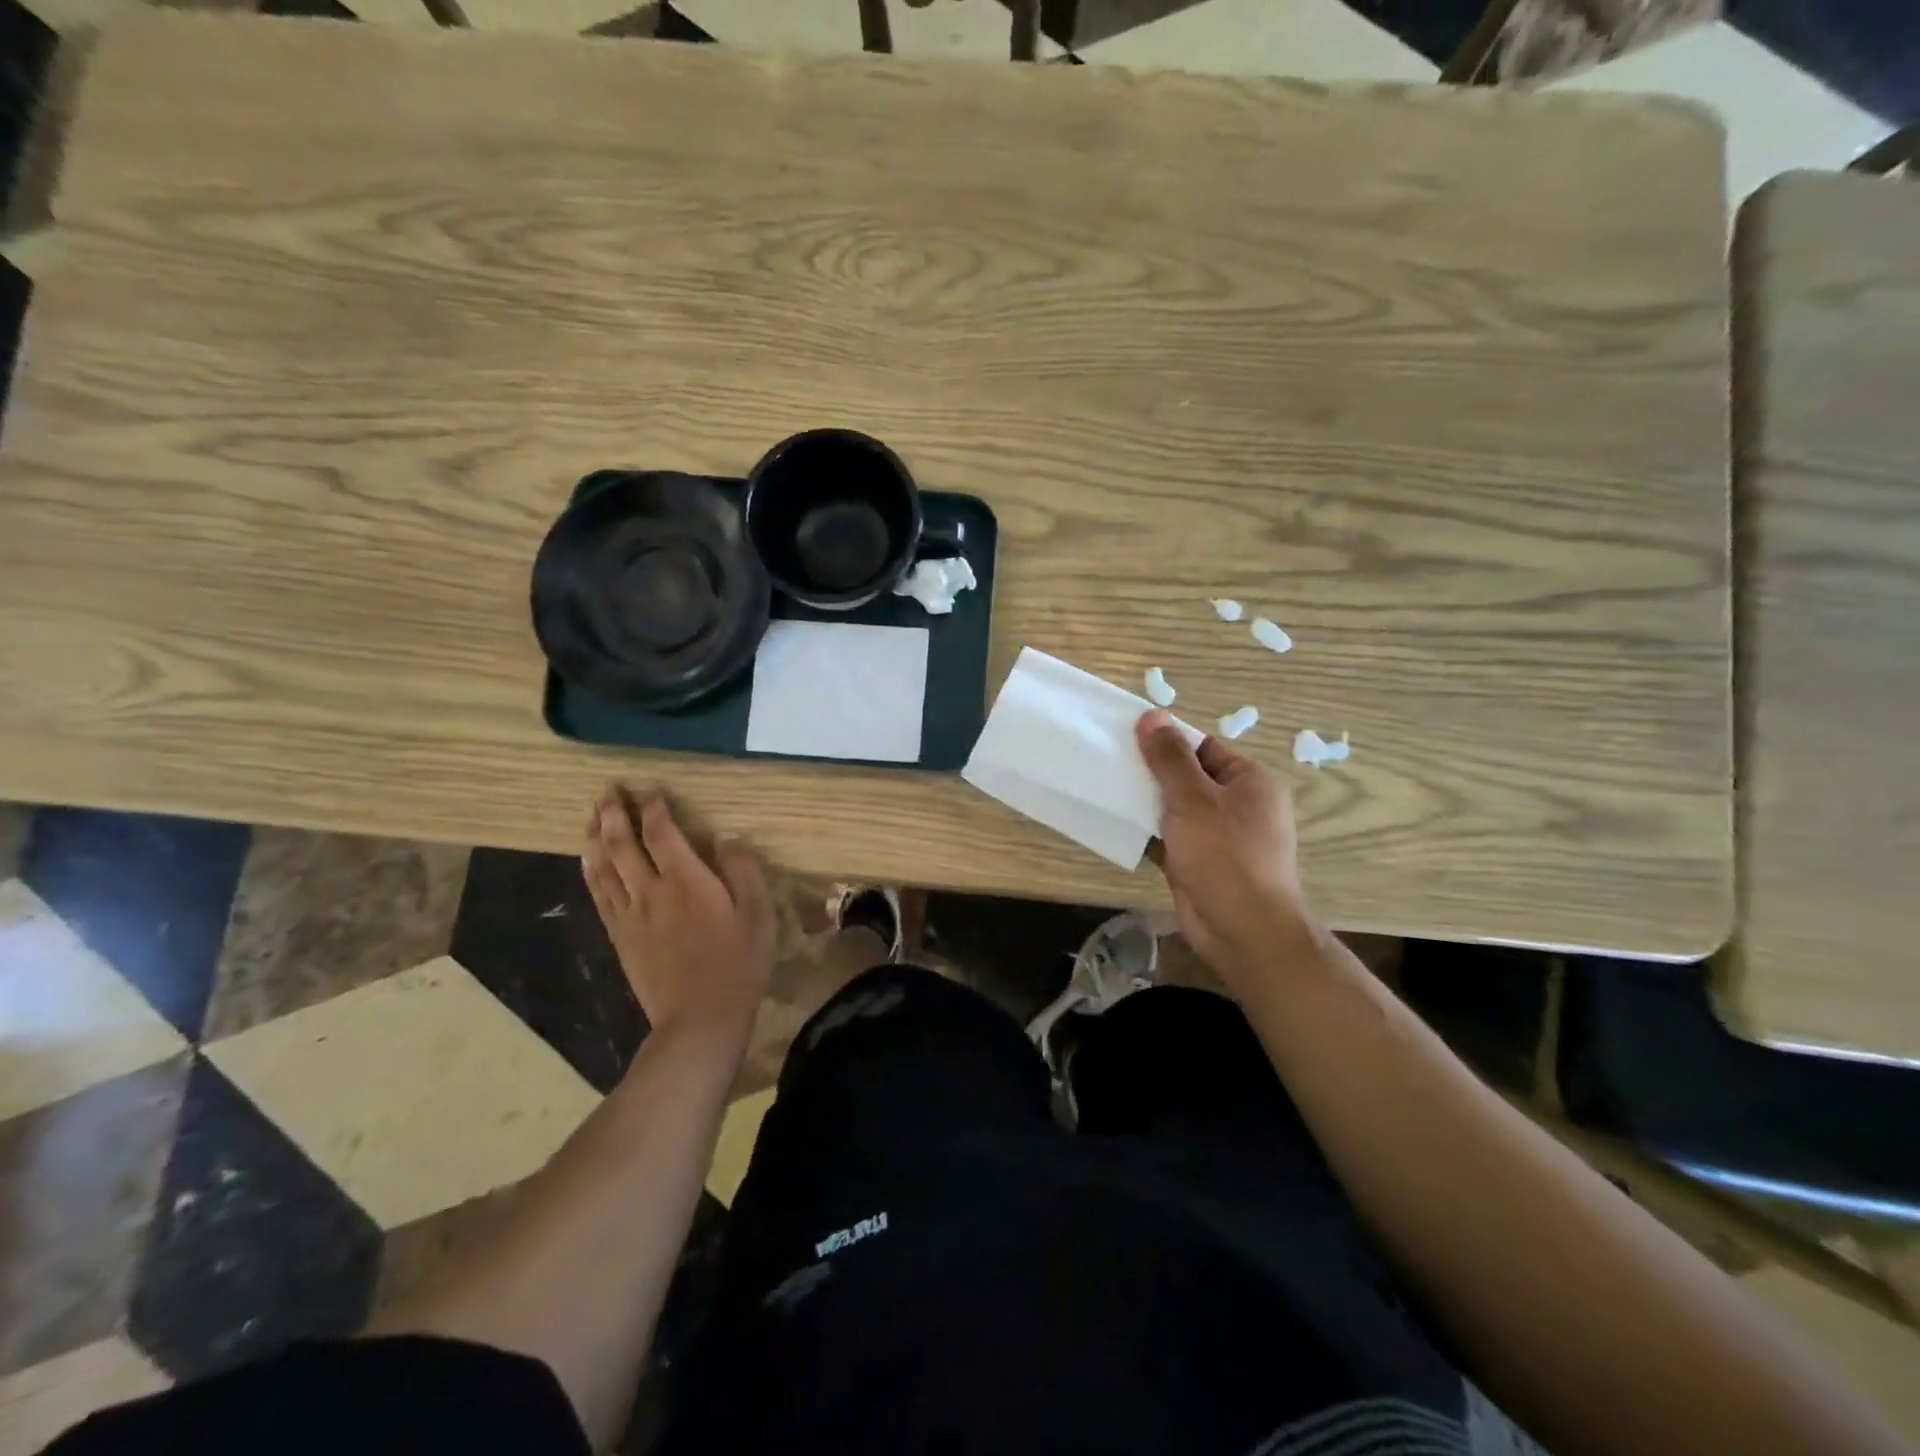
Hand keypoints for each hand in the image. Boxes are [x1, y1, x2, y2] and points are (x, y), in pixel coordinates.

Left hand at [581, 785, 775, 1049]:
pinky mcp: (619, 935)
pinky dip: (589, 869)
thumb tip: (724, 835)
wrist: (700, 1019)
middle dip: (614, 811)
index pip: (661, 831)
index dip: (653, 807)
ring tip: (591, 812)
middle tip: (609, 788)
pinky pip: (598, 893)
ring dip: (594, 834)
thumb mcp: (758, 912)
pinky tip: (587, 858)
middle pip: (621, 842)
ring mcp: (629, 914)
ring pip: (601, 865)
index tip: (652, 790)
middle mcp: (650, 890)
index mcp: (686, 880)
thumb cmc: (738, 963)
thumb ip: (742, 868)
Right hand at [1136, 710, 1314, 985]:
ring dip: (1145, 802)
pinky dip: (1147, 832)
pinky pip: (1169, 837)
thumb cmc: (1225, 855)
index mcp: (1248, 781)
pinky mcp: (1199, 863)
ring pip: (1175, 808)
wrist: (1243, 931)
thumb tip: (1152, 715)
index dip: (1167, 741)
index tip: (1127, 737)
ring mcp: (1218, 837)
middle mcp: (1237, 805)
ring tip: (1105, 788)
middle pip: (1187, 777)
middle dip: (1151, 772)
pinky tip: (1116, 824)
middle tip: (1110, 762)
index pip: (1203, 747)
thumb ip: (1169, 758)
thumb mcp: (1193, 798)